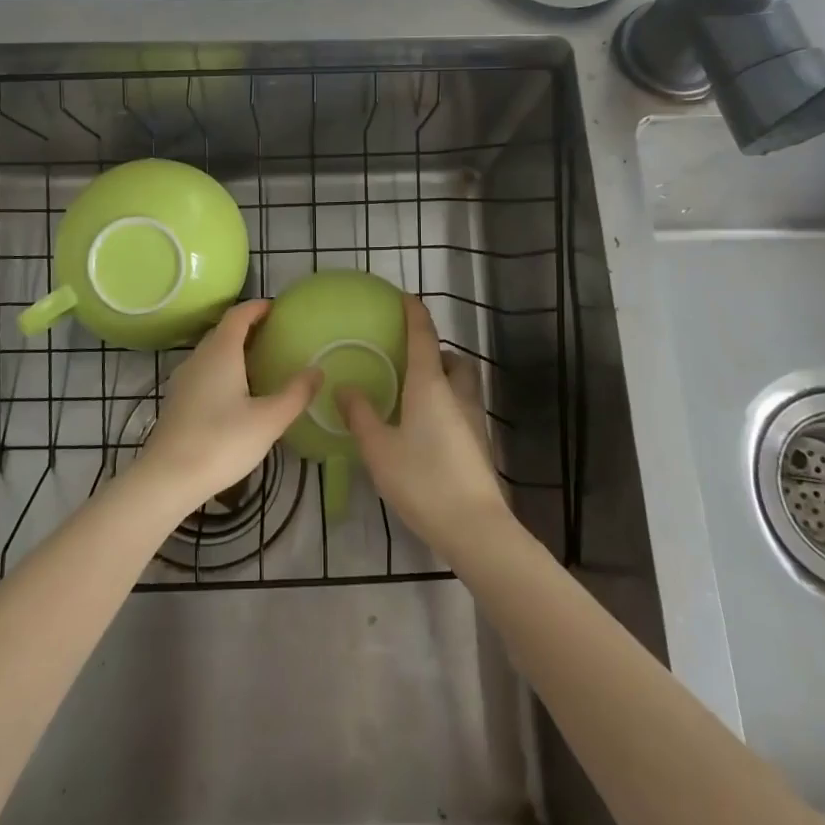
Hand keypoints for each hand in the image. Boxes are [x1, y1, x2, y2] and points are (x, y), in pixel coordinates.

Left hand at [136, 300, 320, 511]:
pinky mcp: (177, 402)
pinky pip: (204, 372)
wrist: (167, 478)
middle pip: (223, 331)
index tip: (276, 308)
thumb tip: (317, 370)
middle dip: (247, 327)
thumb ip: (296, 394)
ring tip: (259, 362)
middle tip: (274, 334)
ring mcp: (184, 380)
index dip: (257, 307)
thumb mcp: (269, 420)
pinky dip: (222, 369)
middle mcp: (199, 358)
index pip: (238, 315)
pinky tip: (236, 393)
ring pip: (211, 353)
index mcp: (221, 352)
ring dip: (234, 349)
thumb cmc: (221, 442)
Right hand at [337, 296, 509, 557]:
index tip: (404, 297)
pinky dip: (446, 405)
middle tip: (409, 361)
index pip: (423, 335)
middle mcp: (456, 393)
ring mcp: (473, 419)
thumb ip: (360, 415)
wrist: (475, 527)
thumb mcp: (379, 448)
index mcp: (430, 385)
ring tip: (413, 396)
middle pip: (452, 359)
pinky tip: (425, 430)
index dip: (414, 312)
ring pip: (461, 384)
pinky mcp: (480, 444)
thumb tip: (345, 387)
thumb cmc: (422, 480)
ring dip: (443, 379)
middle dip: (435, 352)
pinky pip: (462, 408)